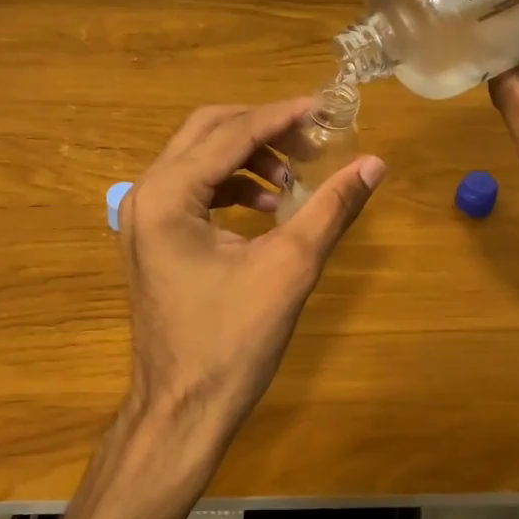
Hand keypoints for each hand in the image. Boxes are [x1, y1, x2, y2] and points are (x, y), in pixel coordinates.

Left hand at [116, 99, 384, 465]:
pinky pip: (194, 189)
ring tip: (294, 179)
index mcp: (168, 195)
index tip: (326, 108)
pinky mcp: (153, 238)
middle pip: (207, 132)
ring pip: (199, 159)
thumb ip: (331, 209)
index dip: (282, 116)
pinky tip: (269, 208)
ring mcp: (143, 217)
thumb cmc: (232, 343)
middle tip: (311, 138)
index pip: (231, 133)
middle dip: (262, 129)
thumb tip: (374, 164)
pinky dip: (232, 186)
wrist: (182, 411)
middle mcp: (146, 194)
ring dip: (248, 157)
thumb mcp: (289, 269)